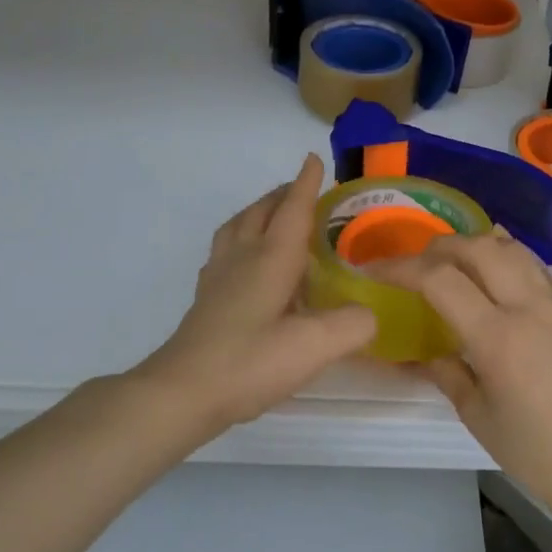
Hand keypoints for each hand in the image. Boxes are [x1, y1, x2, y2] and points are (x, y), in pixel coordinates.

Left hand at [141, 155, 376, 432]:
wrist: (183, 392)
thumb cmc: (250, 362)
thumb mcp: (313, 346)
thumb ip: (351, 325)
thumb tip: (369, 314)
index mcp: (270, 258)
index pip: (292, 209)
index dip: (306, 184)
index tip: (313, 158)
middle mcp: (242, 257)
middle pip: (261, 211)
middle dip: (283, 194)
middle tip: (303, 192)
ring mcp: (218, 276)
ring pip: (238, 226)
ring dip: (258, 212)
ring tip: (274, 217)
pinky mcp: (206, 297)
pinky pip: (225, 249)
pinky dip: (241, 238)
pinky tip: (247, 262)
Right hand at [379, 231, 551, 511]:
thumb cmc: (532, 450)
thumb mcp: (475, 415)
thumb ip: (445, 371)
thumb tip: (422, 350)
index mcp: (498, 338)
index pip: (441, 280)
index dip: (402, 268)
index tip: (377, 271)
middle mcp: (529, 309)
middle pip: (478, 248)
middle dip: (439, 247)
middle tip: (416, 263)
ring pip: (512, 248)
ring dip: (475, 245)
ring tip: (453, 262)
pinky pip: (535, 267)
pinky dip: (506, 258)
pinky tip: (493, 277)